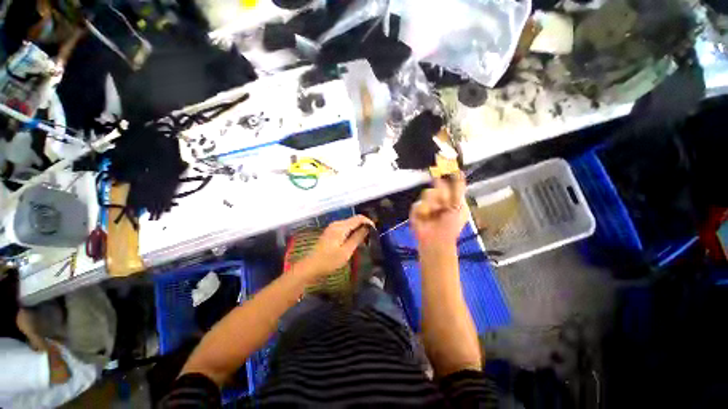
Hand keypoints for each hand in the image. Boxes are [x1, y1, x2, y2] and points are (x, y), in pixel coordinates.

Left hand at [295, 215, 373, 279]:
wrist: (310, 266)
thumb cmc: (329, 261)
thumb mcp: (346, 251)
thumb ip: (357, 238)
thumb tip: (367, 228)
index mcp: (340, 227)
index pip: (358, 218)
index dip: (368, 222)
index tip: (375, 231)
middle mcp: (337, 224)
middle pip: (354, 220)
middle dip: (364, 226)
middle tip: (371, 237)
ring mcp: (333, 227)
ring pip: (350, 224)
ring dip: (358, 229)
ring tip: (365, 239)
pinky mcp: (331, 232)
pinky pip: (345, 228)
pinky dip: (352, 232)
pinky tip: (354, 240)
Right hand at [411, 173, 467, 247]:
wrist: (435, 241)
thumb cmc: (451, 226)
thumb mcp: (460, 207)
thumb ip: (459, 189)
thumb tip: (460, 172)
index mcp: (452, 198)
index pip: (448, 182)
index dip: (446, 174)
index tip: (443, 166)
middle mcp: (440, 199)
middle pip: (437, 185)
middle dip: (440, 195)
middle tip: (442, 207)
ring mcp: (427, 204)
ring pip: (427, 193)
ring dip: (431, 205)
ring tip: (433, 215)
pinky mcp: (417, 211)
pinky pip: (417, 205)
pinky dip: (421, 211)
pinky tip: (424, 219)